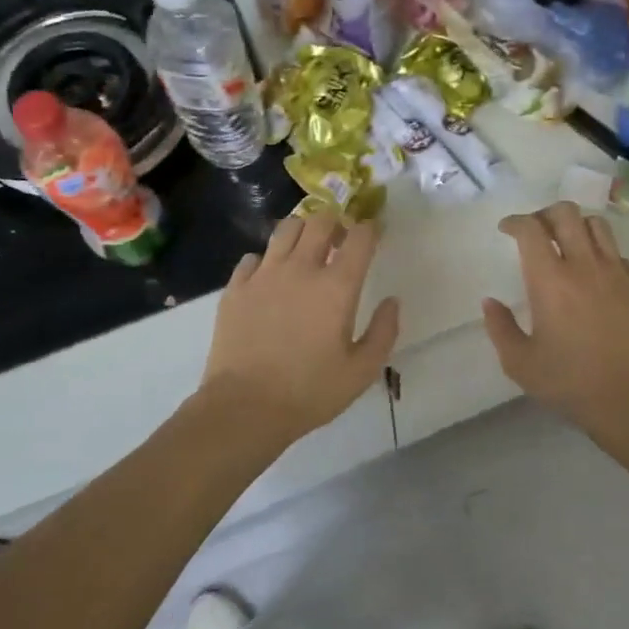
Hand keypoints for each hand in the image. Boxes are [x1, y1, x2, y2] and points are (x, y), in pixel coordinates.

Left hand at [199, 213, 400, 442]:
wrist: (244, 407)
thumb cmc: (310, 391)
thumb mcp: (362, 371)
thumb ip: (383, 332)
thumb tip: (392, 302)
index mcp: (337, 287)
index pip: (359, 238)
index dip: (370, 229)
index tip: (373, 233)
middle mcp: (301, 269)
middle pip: (320, 221)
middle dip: (335, 222)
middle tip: (340, 239)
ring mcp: (264, 275)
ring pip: (286, 229)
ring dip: (302, 231)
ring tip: (306, 249)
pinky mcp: (236, 288)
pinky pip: (253, 257)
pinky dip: (267, 259)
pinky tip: (270, 277)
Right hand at [483, 203, 628, 432]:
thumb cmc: (569, 382)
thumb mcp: (520, 363)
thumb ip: (500, 328)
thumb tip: (490, 302)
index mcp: (550, 280)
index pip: (531, 230)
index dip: (515, 222)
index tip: (506, 229)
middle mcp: (584, 265)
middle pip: (566, 214)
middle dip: (545, 214)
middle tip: (534, 231)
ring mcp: (616, 273)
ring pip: (597, 225)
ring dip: (576, 225)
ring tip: (566, 243)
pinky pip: (618, 253)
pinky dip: (601, 250)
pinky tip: (594, 271)